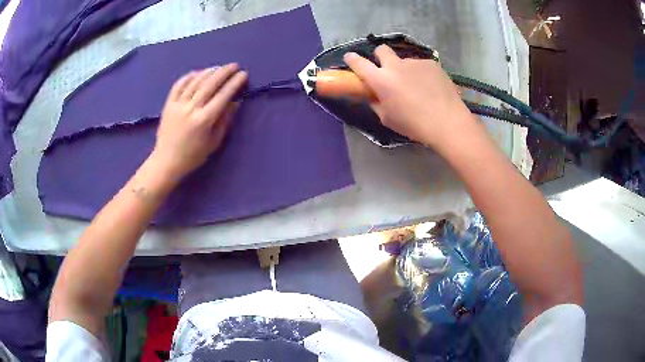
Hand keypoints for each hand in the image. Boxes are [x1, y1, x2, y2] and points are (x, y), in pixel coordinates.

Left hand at [151, 64, 247, 178]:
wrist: (166, 161)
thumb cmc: (193, 155)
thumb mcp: (214, 142)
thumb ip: (225, 121)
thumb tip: (235, 102)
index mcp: (204, 120)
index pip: (223, 95)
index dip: (234, 83)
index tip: (243, 75)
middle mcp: (191, 108)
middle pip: (210, 83)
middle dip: (224, 72)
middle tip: (234, 66)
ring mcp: (178, 105)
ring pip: (195, 81)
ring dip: (209, 71)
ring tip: (218, 68)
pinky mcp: (168, 104)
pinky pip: (179, 85)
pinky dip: (189, 76)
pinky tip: (197, 73)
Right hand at [343, 45, 479, 149]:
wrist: (448, 122)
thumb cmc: (414, 125)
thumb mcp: (387, 118)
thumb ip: (376, 102)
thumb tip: (373, 94)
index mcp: (381, 80)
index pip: (358, 63)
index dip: (352, 59)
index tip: (350, 59)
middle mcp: (396, 65)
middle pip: (381, 50)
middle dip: (380, 57)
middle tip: (387, 70)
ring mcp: (415, 62)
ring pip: (404, 61)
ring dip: (405, 70)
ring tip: (418, 87)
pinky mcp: (432, 63)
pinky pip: (421, 66)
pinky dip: (422, 74)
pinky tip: (431, 87)